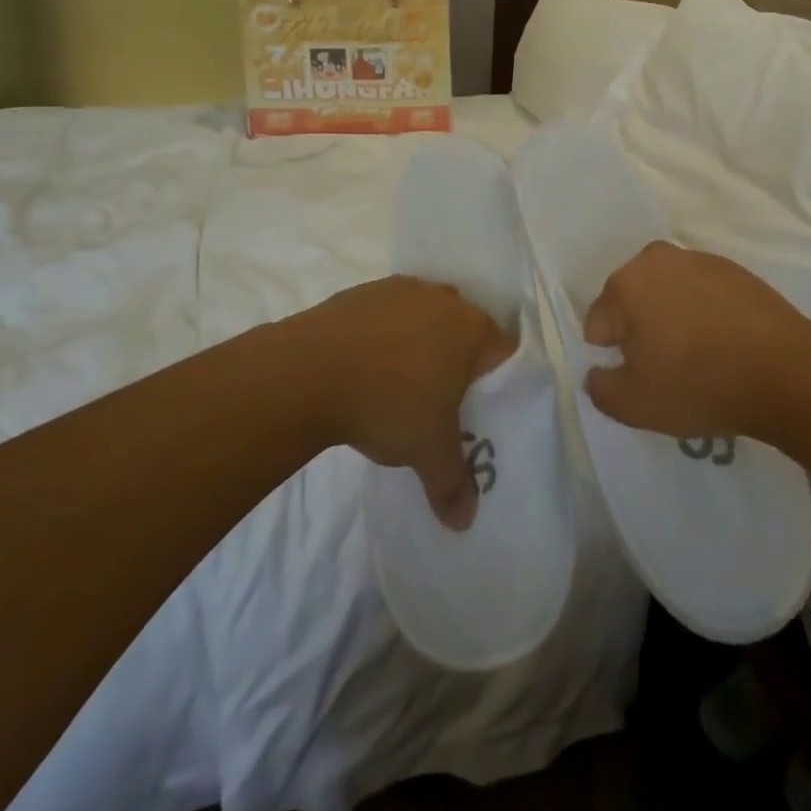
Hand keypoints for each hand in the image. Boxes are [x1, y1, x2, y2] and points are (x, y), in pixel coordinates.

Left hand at [286, 277, 513, 529]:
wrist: (307, 371)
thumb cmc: (386, 404)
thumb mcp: (427, 452)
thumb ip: (453, 483)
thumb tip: (464, 520)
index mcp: (473, 328)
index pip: (504, 354)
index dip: (496, 385)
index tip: (479, 412)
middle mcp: (445, 299)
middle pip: (465, 333)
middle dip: (458, 364)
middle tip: (442, 402)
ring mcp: (402, 289)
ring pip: (426, 319)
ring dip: (420, 346)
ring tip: (398, 385)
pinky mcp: (364, 291)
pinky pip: (389, 315)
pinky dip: (385, 337)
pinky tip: (365, 367)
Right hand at [582, 242, 810, 439]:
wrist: (786, 371)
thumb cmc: (698, 384)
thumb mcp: (634, 404)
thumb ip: (600, 388)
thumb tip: (599, 372)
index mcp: (626, 284)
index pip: (598, 324)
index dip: (614, 356)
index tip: (643, 376)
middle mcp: (657, 259)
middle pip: (632, 302)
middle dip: (641, 331)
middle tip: (669, 367)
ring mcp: (700, 260)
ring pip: (668, 294)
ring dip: (673, 319)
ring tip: (701, 357)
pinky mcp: (735, 270)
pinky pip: (703, 294)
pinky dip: (705, 314)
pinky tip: (726, 344)